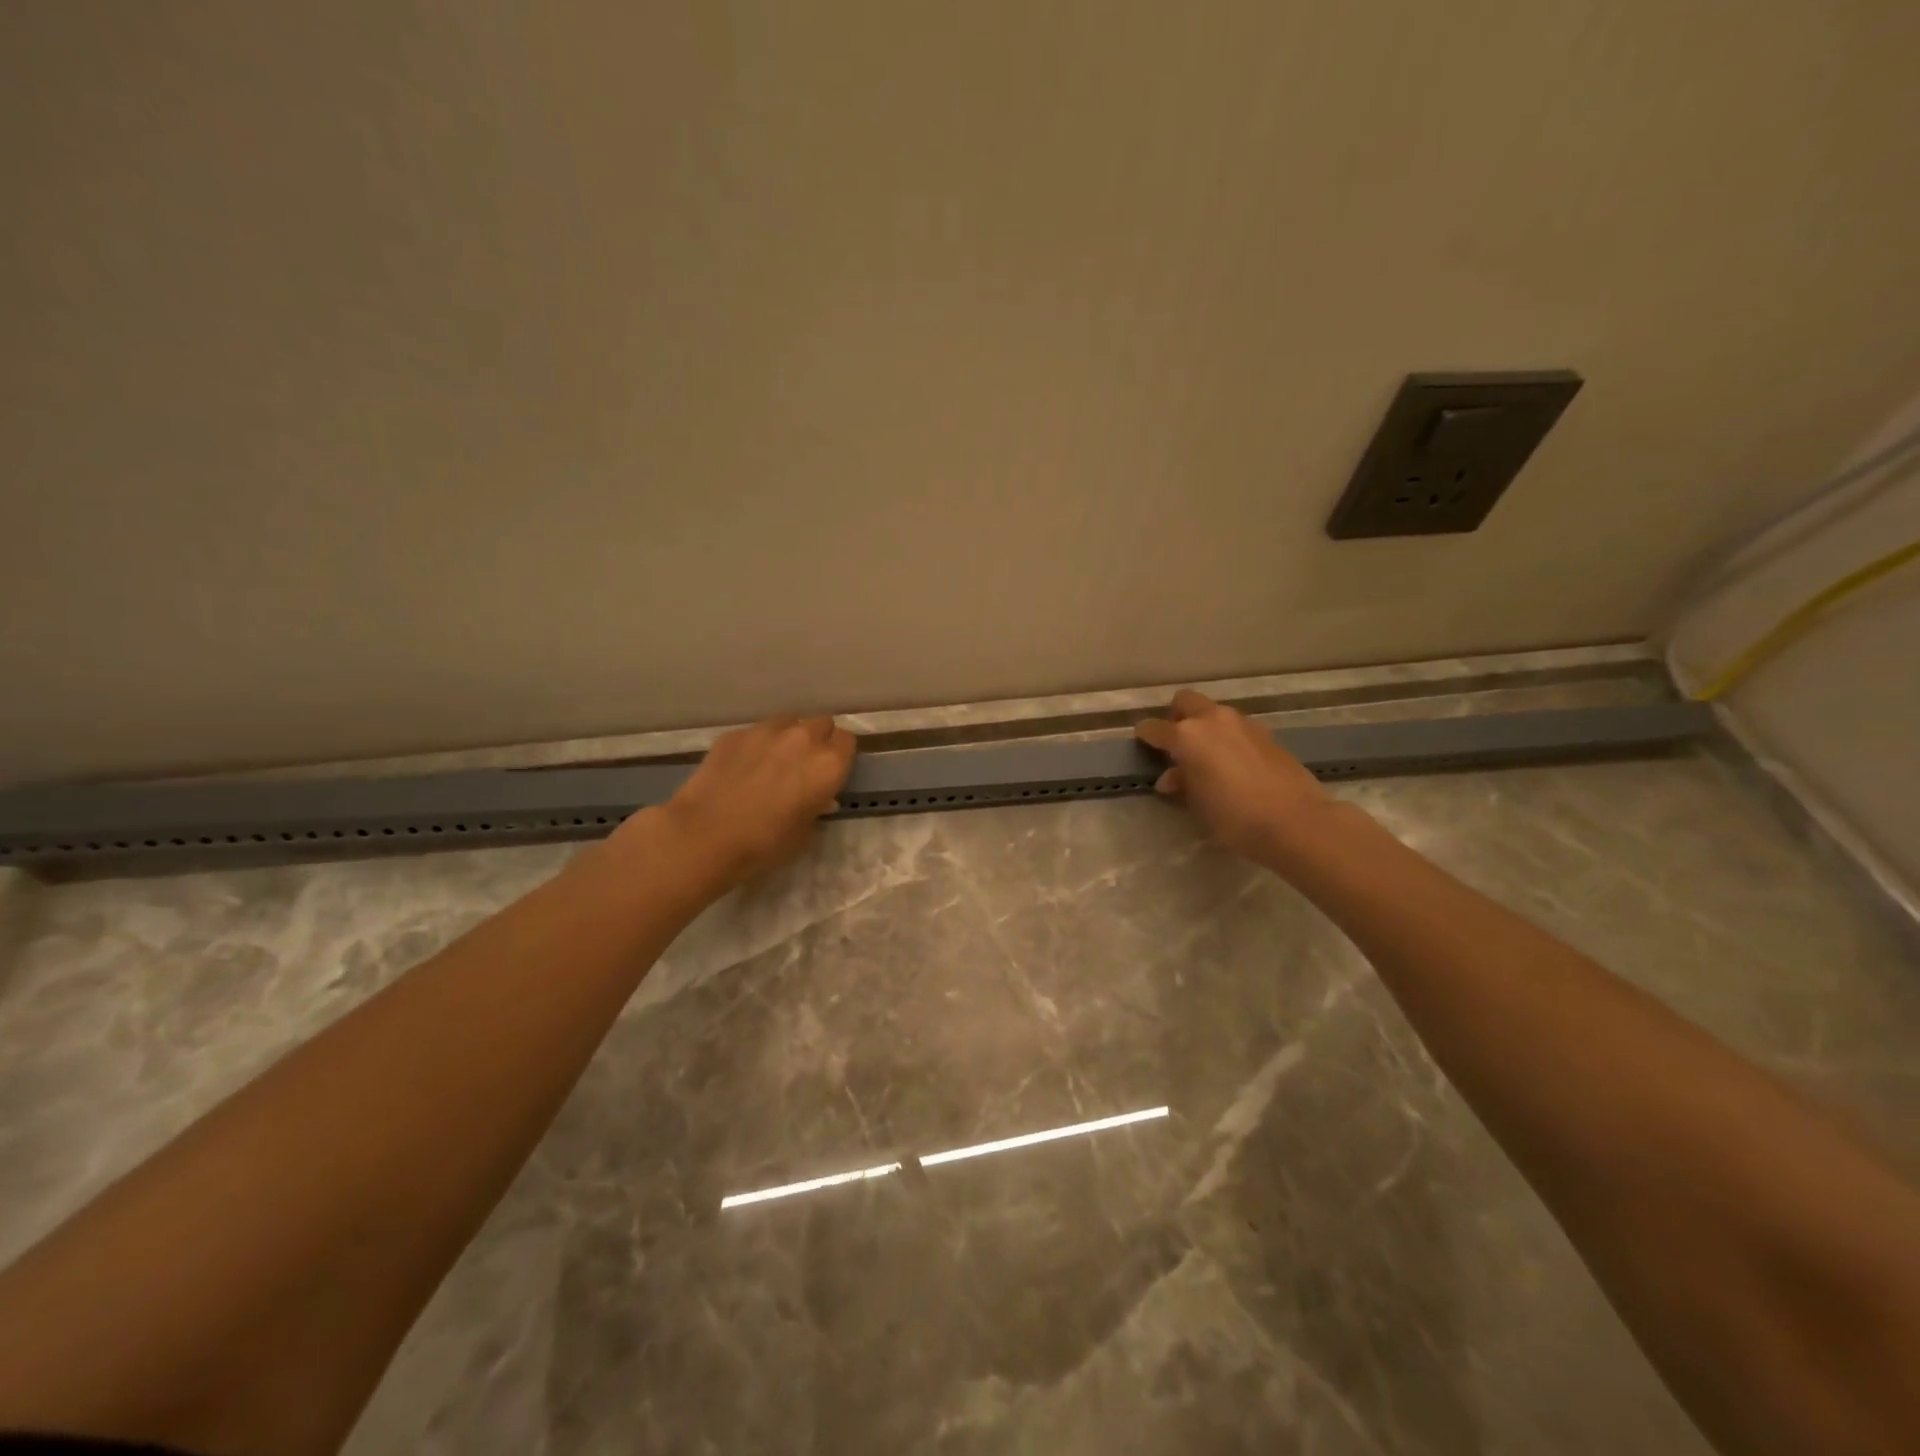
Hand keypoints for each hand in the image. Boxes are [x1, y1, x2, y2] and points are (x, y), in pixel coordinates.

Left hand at [645, 716, 856, 888]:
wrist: (704, 835)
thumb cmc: (764, 843)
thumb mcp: (804, 833)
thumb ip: (816, 807)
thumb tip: (818, 798)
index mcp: (828, 764)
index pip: (847, 742)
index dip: (840, 757)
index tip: (830, 772)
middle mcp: (802, 738)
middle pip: (821, 724)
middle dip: (817, 741)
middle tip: (804, 766)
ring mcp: (766, 731)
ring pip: (788, 723)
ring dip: (788, 738)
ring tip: (773, 762)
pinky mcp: (735, 734)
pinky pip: (756, 732)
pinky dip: (756, 745)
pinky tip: (742, 768)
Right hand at [1135, 690, 1335, 862]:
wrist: (1295, 821)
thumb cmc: (1234, 817)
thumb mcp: (1198, 804)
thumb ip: (1182, 784)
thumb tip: (1172, 777)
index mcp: (1187, 736)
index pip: (1154, 728)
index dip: (1145, 736)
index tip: (1142, 744)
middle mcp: (1213, 720)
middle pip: (1185, 701)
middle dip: (1176, 717)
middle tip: (1176, 743)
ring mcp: (1243, 723)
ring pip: (1214, 713)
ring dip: (1205, 727)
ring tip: (1207, 757)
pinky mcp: (1267, 733)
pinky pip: (1236, 727)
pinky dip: (1228, 738)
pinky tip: (1234, 763)